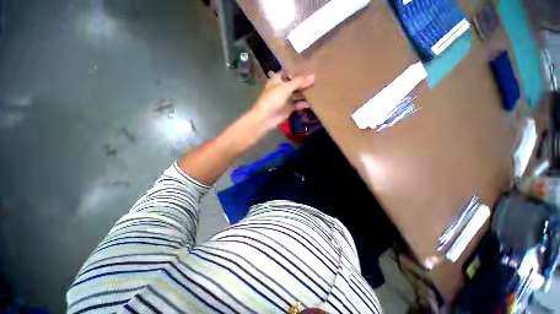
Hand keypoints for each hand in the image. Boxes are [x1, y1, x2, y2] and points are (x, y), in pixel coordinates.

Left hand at [250, 71, 314, 129]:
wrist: (266, 118)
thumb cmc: (273, 99)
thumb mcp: (286, 88)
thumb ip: (299, 82)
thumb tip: (313, 77)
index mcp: (277, 80)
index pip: (287, 73)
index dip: (296, 71)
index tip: (308, 68)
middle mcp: (281, 88)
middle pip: (293, 84)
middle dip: (302, 82)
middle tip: (316, 79)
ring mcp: (284, 99)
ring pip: (296, 94)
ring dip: (303, 93)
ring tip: (316, 90)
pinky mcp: (287, 108)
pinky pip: (296, 105)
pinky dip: (302, 104)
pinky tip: (310, 103)